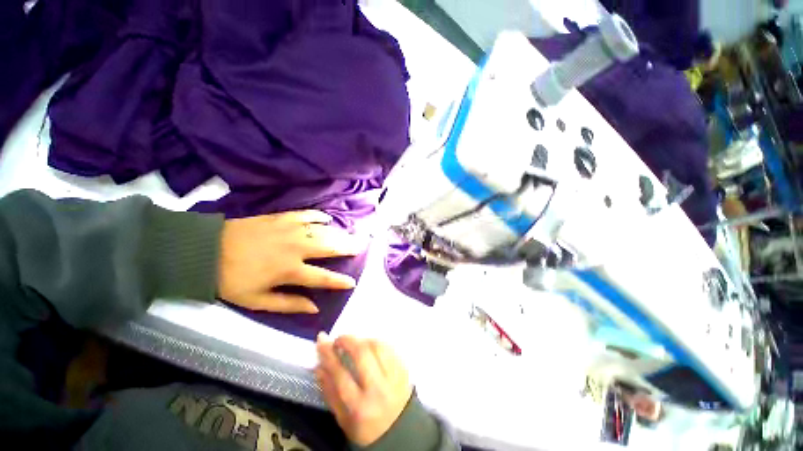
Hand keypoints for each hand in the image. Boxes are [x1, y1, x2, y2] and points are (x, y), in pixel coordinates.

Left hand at [218, 210, 363, 313]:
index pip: (322, 278)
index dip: (339, 281)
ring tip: (351, 236)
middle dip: (348, 248)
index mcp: (289, 270)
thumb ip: (288, 304)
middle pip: (329, 248)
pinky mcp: (282, 218)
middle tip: (361, 247)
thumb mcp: (256, 300)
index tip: (352, 282)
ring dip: (339, 234)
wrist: (205, 250)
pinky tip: (328, 219)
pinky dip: (319, 216)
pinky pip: (307, 214)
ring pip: (323, 231)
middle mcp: (296, 249)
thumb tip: (314, 308)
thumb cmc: (231, 278)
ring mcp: (290, 230)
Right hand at [315, 333, 412, 446]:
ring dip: (363, 340)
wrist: (400, 431)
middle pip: (362, 353)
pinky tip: (370, 346)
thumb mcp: (343, 419)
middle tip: (339, 339)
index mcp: (359, 407)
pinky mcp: (404, 369)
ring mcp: (394, 377)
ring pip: (377, 346)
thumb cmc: (366, 427)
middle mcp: (378, 389)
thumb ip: (330, 392)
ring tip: (355, 344)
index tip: (322, 341)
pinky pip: (389, 347)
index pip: (340, 374)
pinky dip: (377, 343)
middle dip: (348, 340)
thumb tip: (319, 366)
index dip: (329, 355)